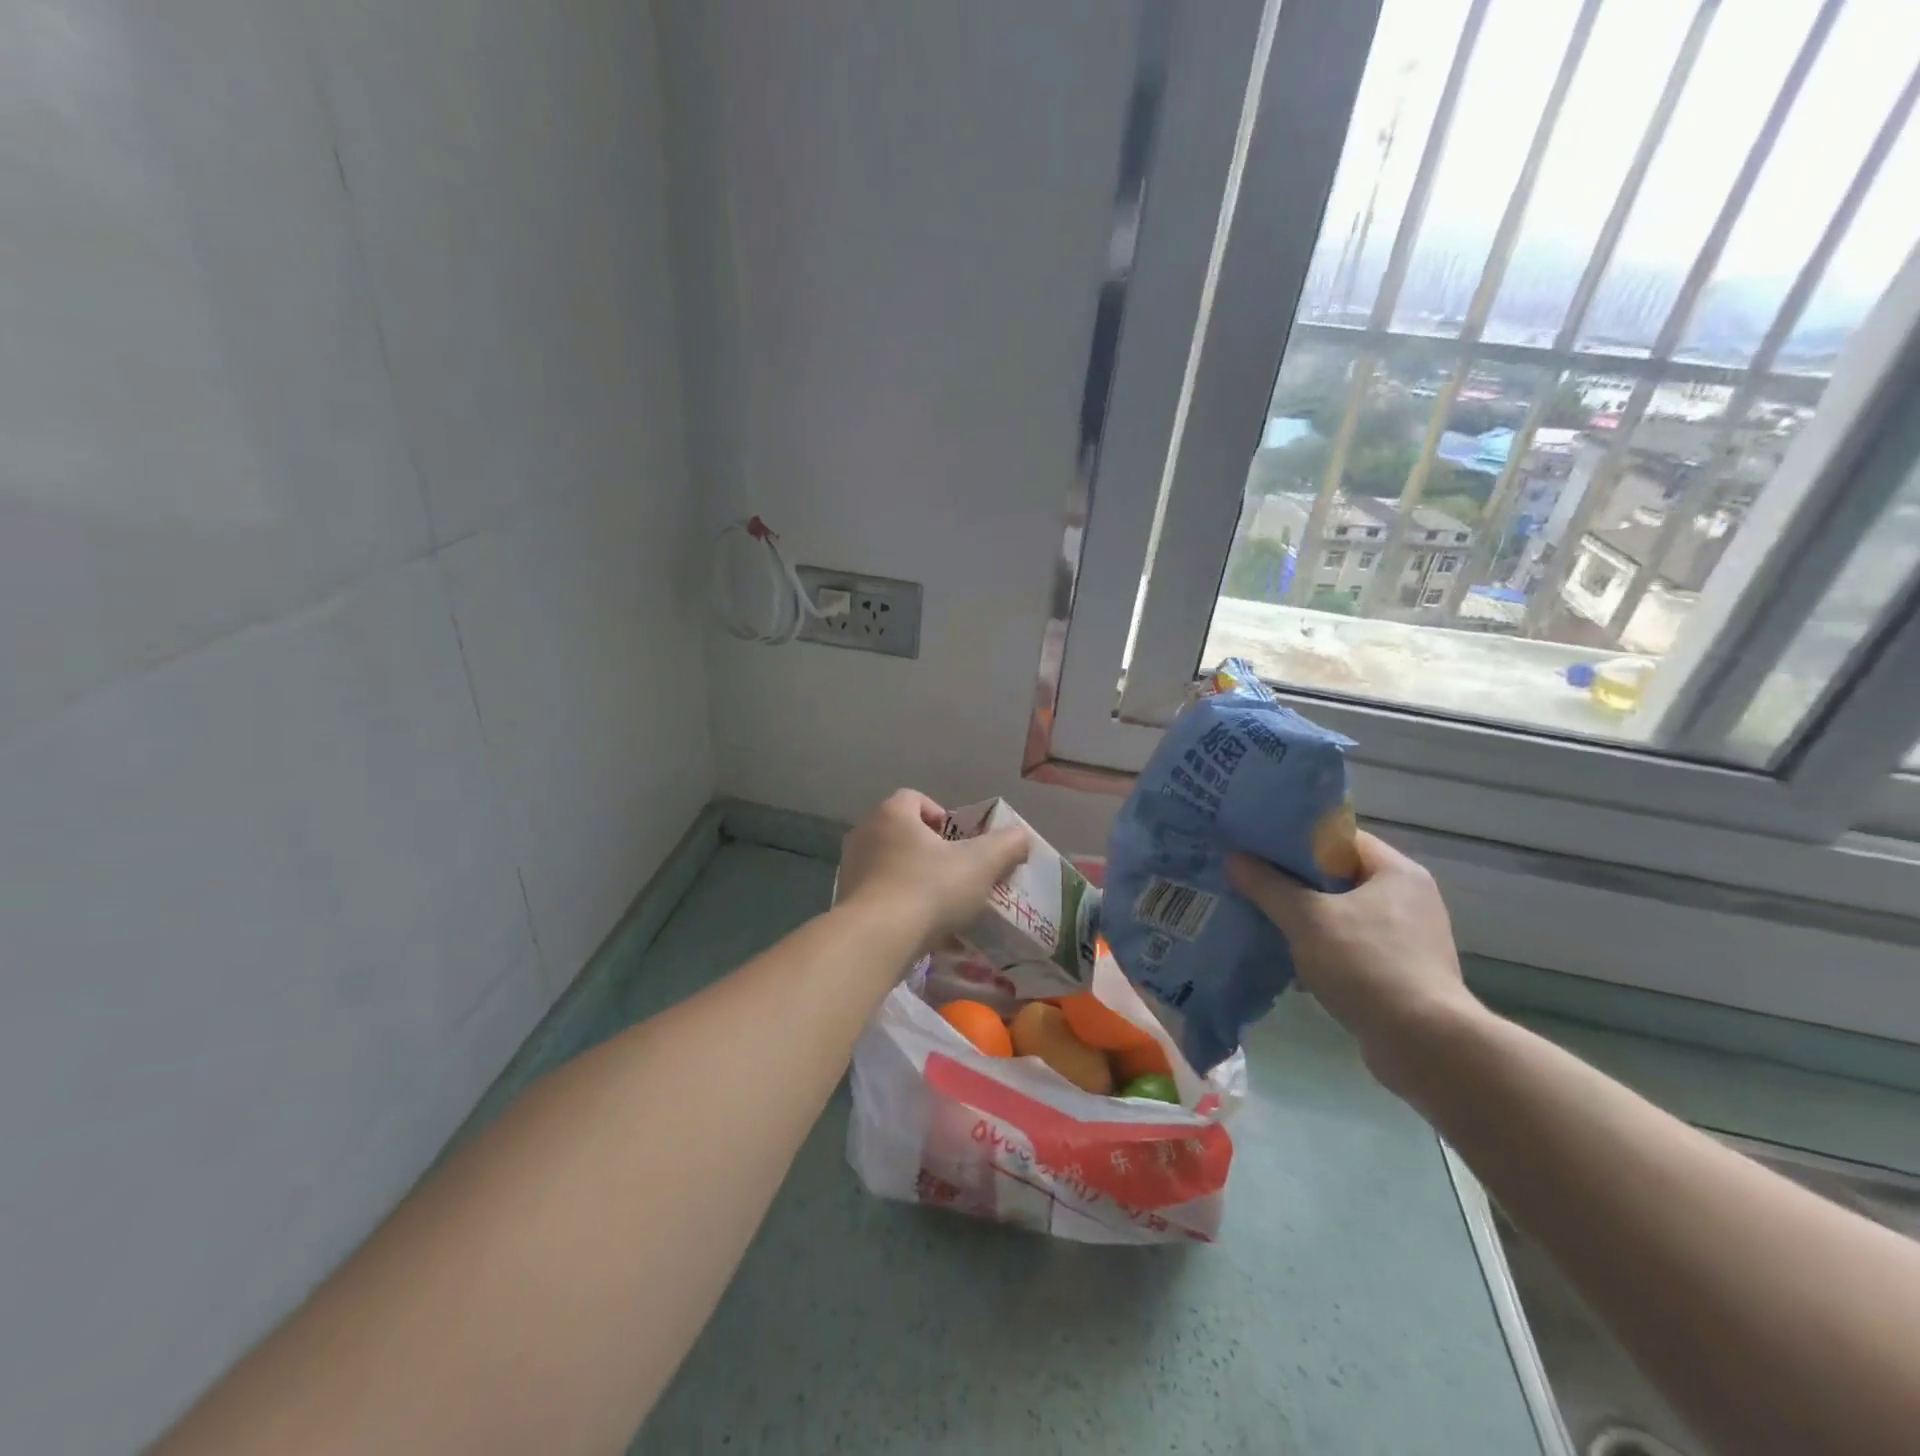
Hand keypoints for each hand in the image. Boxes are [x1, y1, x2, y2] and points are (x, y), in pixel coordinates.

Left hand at [838, 790, 1031, 948]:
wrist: (876, 940)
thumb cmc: (929, 888)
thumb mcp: (981, 864)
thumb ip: (1007, 845)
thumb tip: (1021, 837)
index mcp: (892, 814)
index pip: (915, 798)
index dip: (941, 815)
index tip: (960, 842)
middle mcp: (865, 834)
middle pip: (902, 832)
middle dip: (930, 850)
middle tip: (956, 872)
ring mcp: (850, 869)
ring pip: (890, 866)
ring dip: (914, 880)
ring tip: (941, 906)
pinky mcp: (846, 902)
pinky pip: (879, 896)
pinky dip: (899, 907)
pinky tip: (920, 929)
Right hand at [1227, 831, 1485, 1093]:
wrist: (1425, 1046)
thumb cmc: (1366, 965)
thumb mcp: (1306, 919)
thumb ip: (1268, 885)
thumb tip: (1234, 858)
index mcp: (1397, 872)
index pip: (1340, 839)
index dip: (1297, 839)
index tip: (1258, 846)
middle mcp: (1410, 899)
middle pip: (1340, 876)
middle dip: (1296, 881)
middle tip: (1253, 881)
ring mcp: (1410, 938)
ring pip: (1344, 914)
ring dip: (1308, 918)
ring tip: (1265, 918)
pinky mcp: (1404, 973)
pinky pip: (1354, 947)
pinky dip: (1324, 949)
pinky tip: (1292, 960)